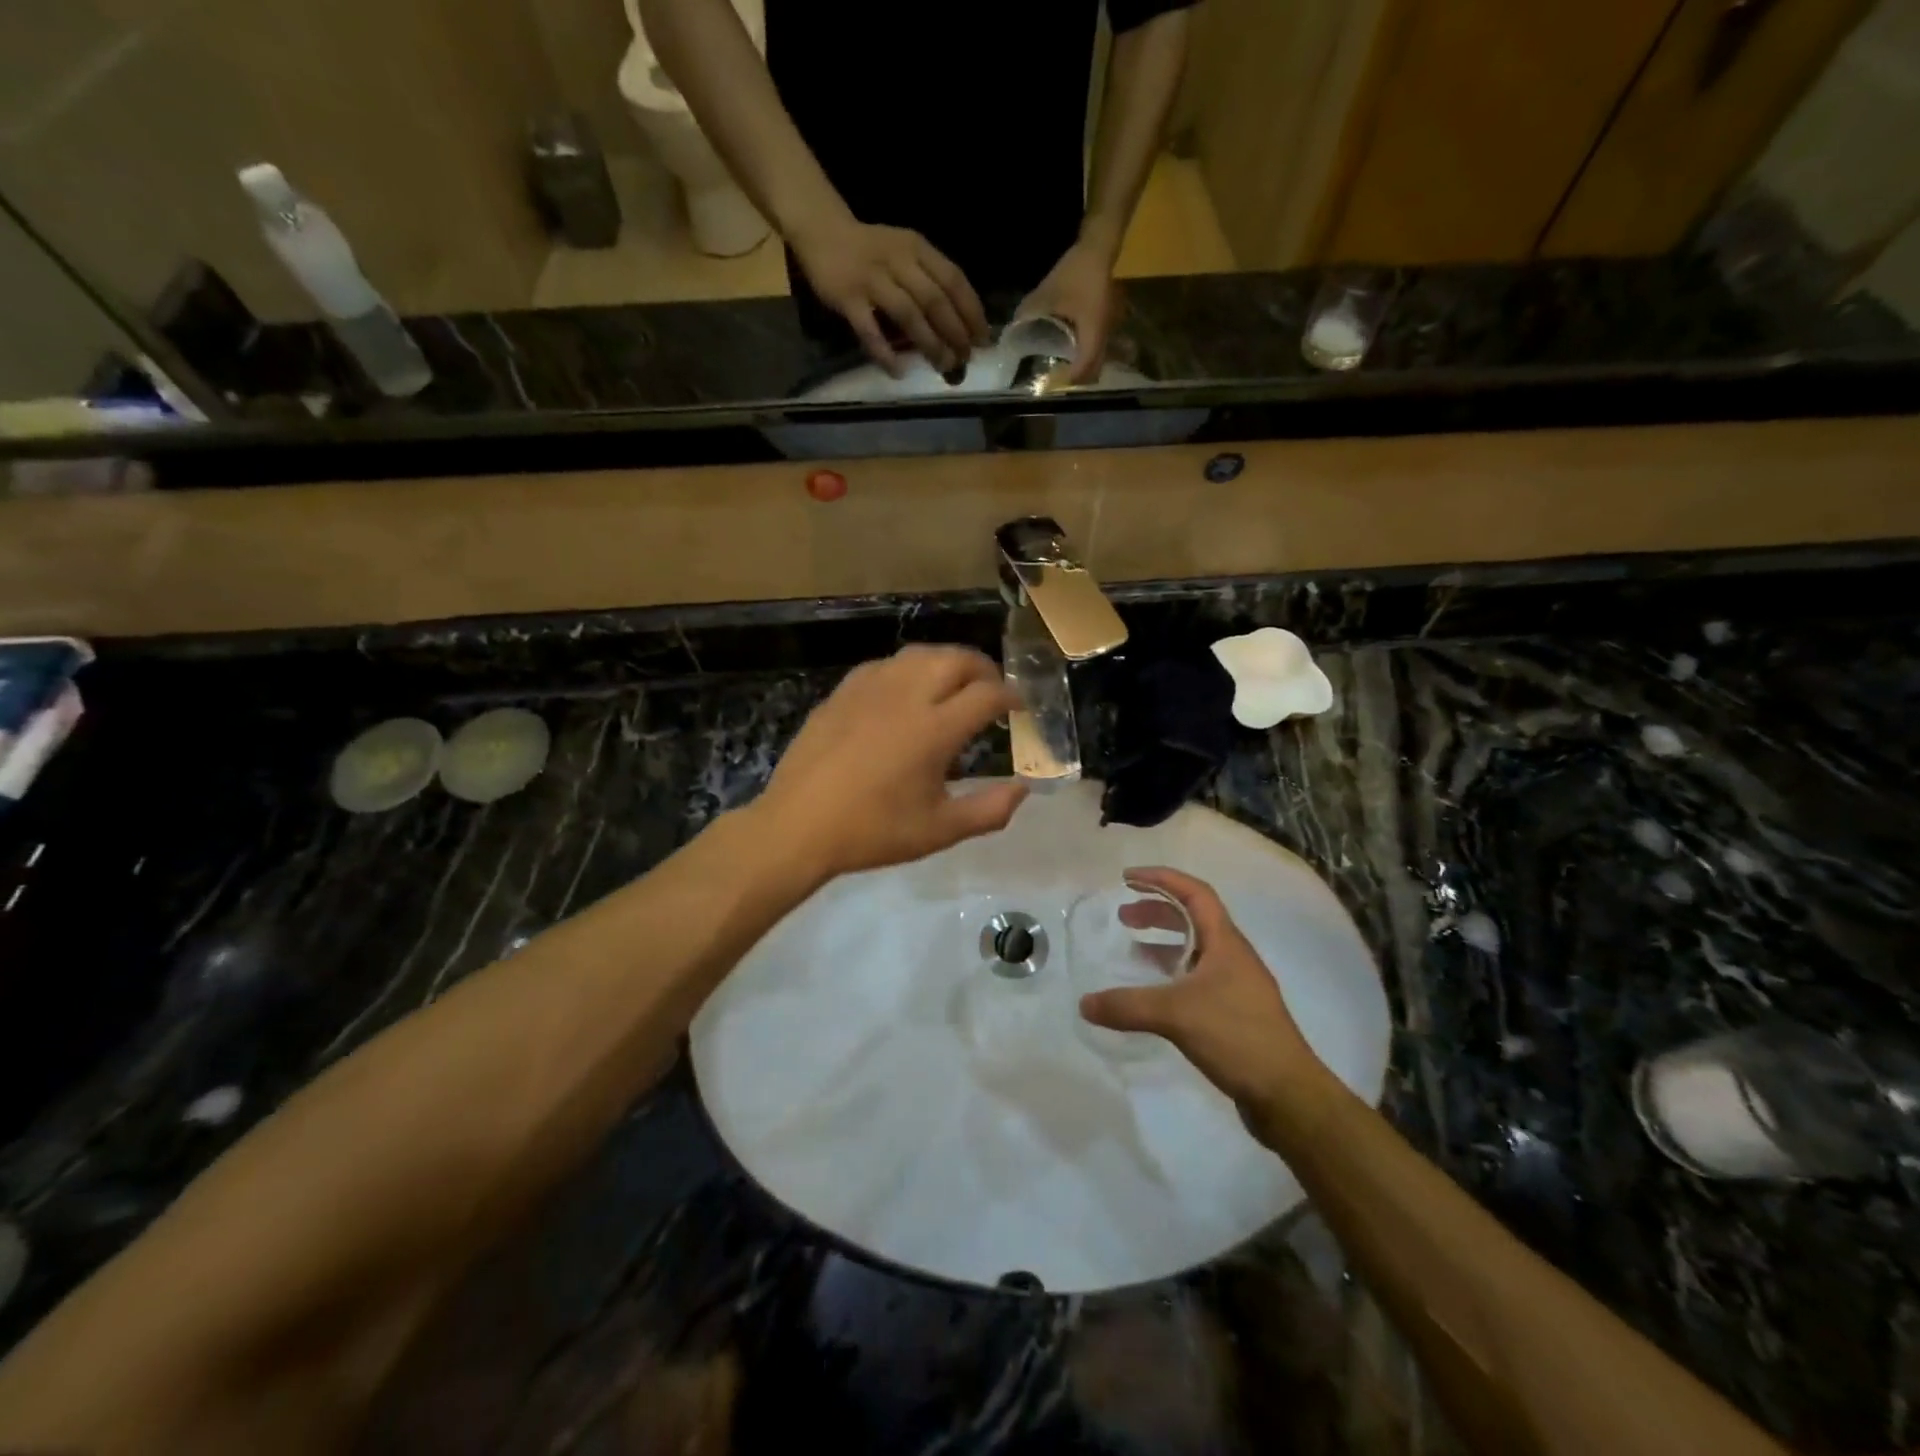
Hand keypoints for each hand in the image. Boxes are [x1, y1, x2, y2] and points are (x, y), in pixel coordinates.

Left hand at [754, 646, 1027, 878]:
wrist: (798, 826)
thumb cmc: (873, 831)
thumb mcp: (939, 831)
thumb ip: (989, 810)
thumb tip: (1023, 789)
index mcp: (934, 729)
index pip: (987, 695)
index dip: (1012, 696)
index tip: (1020, 707)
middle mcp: (906, 696)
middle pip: (956, 659)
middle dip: (983, 668)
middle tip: (992, 688)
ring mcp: (870, 689)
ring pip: (919, 654)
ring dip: (946, 662)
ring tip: (954, 684)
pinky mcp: (842, 692)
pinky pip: (885, 664)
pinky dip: (909, 669)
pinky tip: (906, 690)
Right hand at [793, 217, 989, 376]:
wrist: (822, 231)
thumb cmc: (872, 251)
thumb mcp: (906, 253)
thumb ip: (928, 281)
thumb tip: (958, 326)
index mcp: (917, 249)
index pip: (953, 280)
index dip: (971, 312)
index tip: (983, 340)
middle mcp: (898, 261)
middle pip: (934, 300)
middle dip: (954, 333)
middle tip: (965, 359)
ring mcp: (872, 279)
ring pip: (908, 314)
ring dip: (929, 343)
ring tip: (943, 366)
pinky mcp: (848, 298)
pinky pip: (869, 330)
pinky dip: (885, 353)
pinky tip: (898, 371)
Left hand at [1016, 240, 1119, 384]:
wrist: (1097, 250)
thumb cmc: (1074, 273)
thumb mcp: (1047, 294)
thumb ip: (1029, 313)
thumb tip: (1012, 332)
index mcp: (1092, 331)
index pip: (1084, 367)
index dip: (1069, 380)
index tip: (1051, 385)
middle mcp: (1103, 335)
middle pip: (1093, 371)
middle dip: (1075, 382)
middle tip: (1054, 384)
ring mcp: (1107, 331)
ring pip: (1097, 362)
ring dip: (1081, 371)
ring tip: (1060, 373)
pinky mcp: (1105, 326)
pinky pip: (1096, 350)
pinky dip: (1084, 359)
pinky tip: (1068, 356)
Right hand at [1078, 868, 1330, 1116]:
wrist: (1288, 1094)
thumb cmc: (1236, 1036)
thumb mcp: (1175, 1015)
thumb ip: (1127, 1005)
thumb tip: (1084, 1003)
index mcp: (1225, 942)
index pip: (1194, 892)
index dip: (1162, 879)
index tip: (1128, 878)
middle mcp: (1233, 956)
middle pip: (1194, 917)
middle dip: (1157, 910)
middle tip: (1123, 917)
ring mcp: (1236, 985)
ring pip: (1195, 949)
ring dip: (1163, 942)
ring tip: (1132, 950)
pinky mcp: (1235, 1013)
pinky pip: (1197, 978)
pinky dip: (1172, 974)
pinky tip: (1154, 994)